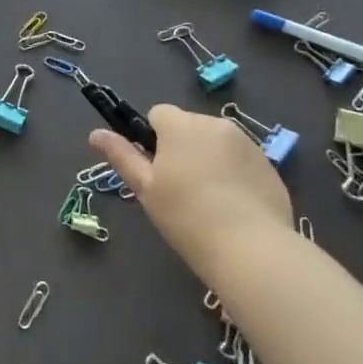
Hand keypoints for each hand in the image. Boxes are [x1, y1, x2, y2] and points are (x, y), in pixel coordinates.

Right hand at [92, 105, 292, 276]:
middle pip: (188, 126)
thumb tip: (95, 134)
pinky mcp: (267, 164)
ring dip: (208, 158)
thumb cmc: (187, 217)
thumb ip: (121, 156)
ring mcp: (246, 142)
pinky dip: (233, 173)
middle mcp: (214, 123)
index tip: (157, 171)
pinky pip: (240, 159)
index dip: (153, 139)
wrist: (252, 249)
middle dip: (181, 148)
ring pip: (215, 142)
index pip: (158, 114)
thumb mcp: (145, 189)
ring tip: (209, 200)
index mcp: (180, 125)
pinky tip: (234, 206)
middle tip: (180, 189)